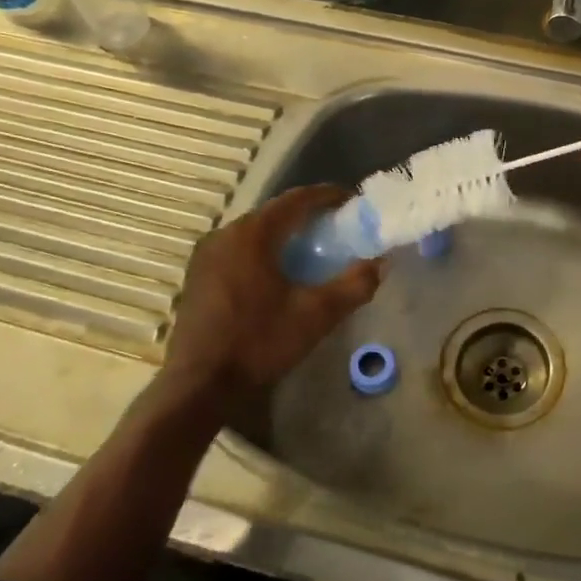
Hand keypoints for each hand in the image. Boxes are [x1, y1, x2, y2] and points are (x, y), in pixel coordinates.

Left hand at [158, 186, 382, 418]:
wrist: (200, 384)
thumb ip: (354, 285)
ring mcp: (207, 254)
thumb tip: (381, 263)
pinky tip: (277, 272)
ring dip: (283, 234)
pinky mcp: (198, 275)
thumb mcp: (316, 315)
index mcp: (253, 234)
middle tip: (336, 227)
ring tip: (311, 248)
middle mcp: (226, 233)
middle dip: (306, 215)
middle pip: (274, 213)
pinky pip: (238, 249)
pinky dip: (263, 251)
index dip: (327, 196)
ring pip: (254, 232)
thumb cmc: (259, 342)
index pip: (296, 200)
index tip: (351, 200)